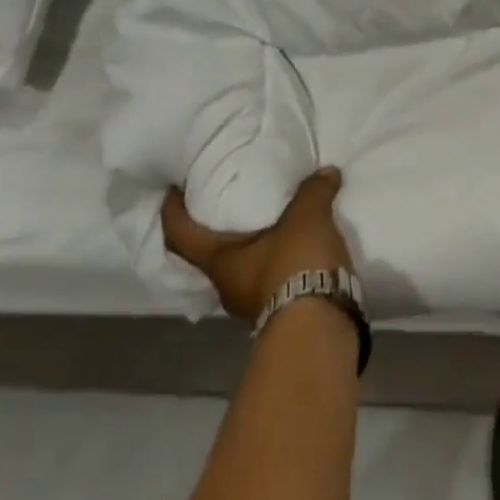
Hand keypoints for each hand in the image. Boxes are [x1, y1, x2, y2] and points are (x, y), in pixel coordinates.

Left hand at [160, 168, 354, 324]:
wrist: (320, 327)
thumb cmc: (295, 265)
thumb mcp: (307, 217)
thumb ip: (313, 191)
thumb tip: (326, 172)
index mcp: (220, 262)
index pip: (181, 236)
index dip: (172, 212)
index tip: (174, 191)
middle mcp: (228, 287)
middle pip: (214, 254)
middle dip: (223, 228)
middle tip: (236, 199)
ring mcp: (253, 305)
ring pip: (247, 268)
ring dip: (258, 247)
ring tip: (278, 221)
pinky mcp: (281, 314)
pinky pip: (274, 279)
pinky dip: (283, 260)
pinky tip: (303, 246)